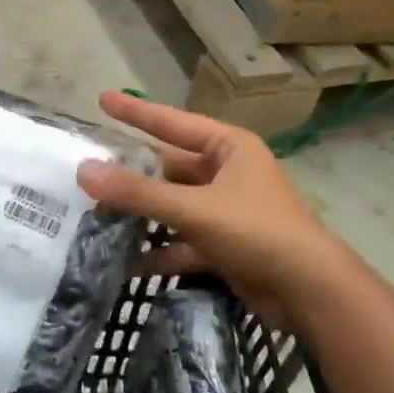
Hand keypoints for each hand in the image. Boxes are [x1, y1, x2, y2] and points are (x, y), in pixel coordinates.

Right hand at [76, 91, 331, 327]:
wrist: (310, 293)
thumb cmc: (258, 232)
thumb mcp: (195, 209)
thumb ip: (138, 192)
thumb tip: (83, 171)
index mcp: (228, 148)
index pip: (172, 123)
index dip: (135, 112)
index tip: (102, 99)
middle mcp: (226, 173)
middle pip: (168, 168)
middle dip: (131, 176)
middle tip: (86, 174)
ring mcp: (225, 211)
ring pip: (172, 207)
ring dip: (140, 216)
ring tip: (95, 218)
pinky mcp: (224, 245)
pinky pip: (182, 242)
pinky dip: (159, 251)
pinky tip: (127, 263)